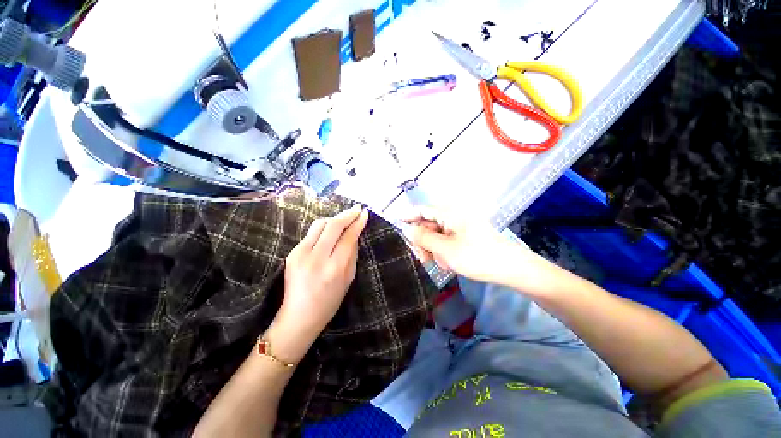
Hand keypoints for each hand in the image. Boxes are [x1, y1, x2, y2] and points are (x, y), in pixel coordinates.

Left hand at [267, 205, 368, 362]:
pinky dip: (324, 227)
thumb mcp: (349, 279)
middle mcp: (317, 258)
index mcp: (334, 268)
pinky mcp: (292, 252)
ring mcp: (301, 254)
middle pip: (333, 225)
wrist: (299, 315)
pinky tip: (332, 227)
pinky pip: (311, 232)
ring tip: (345, 216)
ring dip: (335, 218)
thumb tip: (354, 233)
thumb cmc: (330, 301)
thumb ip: (353, 254)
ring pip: (320, 224)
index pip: (348, 237)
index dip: (357, 223)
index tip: (364, 213)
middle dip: (347, 214)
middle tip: (357, 208)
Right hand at [403, 207, 521, 283]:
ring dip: (434, 250)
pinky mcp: (465, 236)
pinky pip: (446, 241)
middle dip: (423, 242)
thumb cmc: (478, 257)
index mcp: (449, 213)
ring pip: (436, 235)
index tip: (396, 229)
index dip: (408, 218)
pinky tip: (450, 263)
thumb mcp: (446, 249)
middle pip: (428, 224)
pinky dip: (444, 252)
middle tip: (423, 259)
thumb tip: (406, 229)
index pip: (421, 210)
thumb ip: (423, 238)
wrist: (512, 269)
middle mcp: (453, 216)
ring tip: (442, 264)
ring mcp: (460, 227)